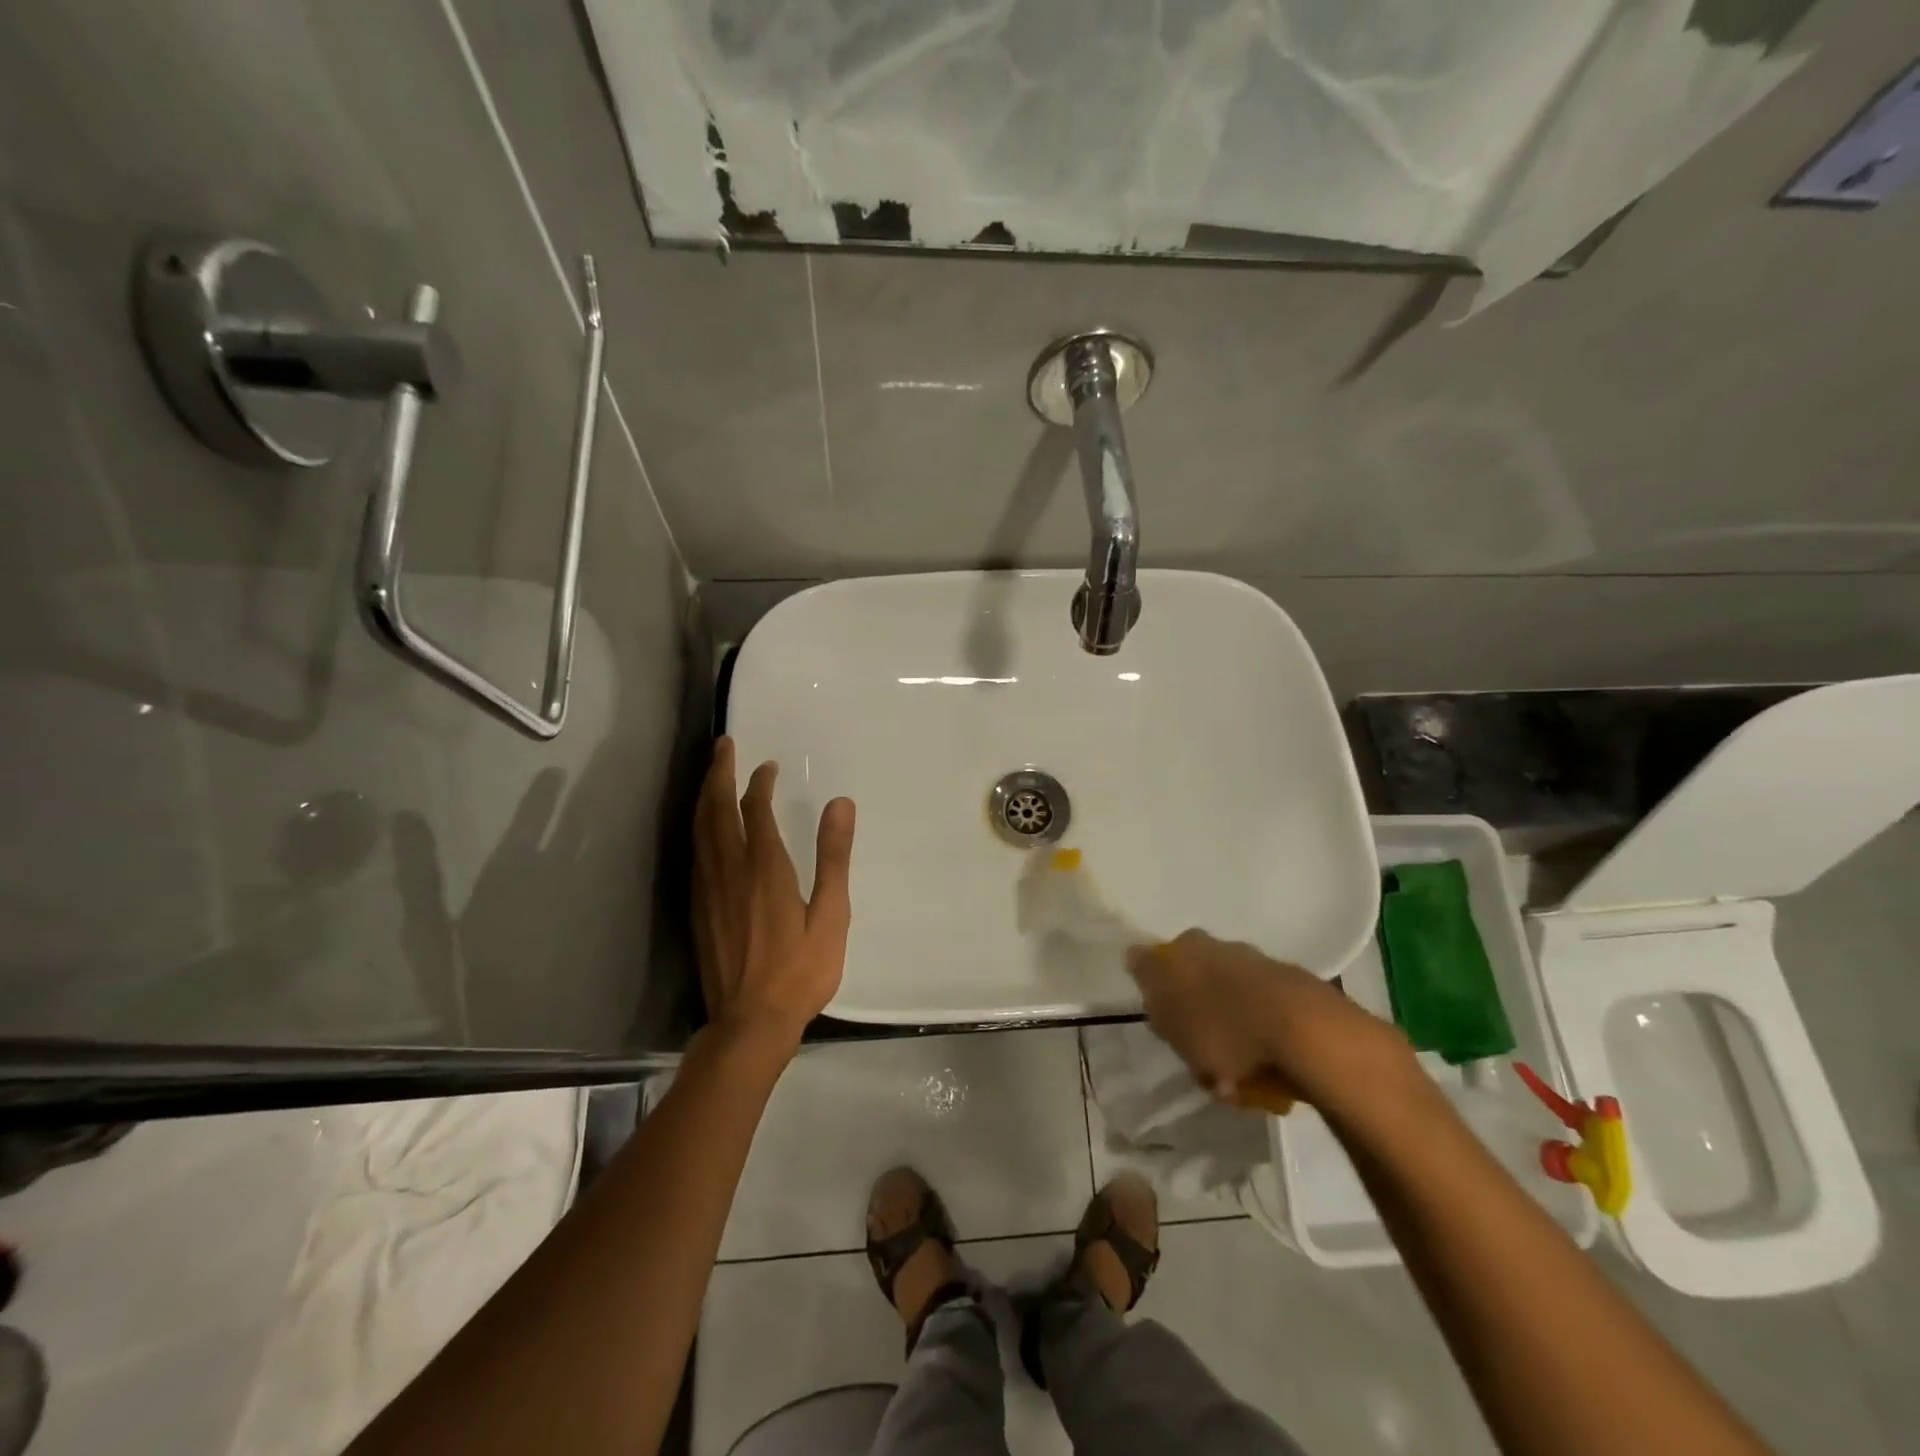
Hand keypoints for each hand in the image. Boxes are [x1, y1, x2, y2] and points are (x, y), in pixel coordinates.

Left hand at [693, 737, 855, 1050]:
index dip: (758, 782)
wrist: (750, 1022)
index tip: (767, 765)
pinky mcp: (697, 908)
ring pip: (699, 829)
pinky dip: (698, 826)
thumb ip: (834, 857)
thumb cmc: (800, 970)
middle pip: (716, 809)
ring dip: (704, 795)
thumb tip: (840, 803)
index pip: (754, 810)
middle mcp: (729, 870)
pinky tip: (703, 827)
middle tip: (724, 745)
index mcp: (764, 868)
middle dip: (718, 773)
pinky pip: (694, 852)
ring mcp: (708, 889)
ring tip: (711, 773)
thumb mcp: (831, 915)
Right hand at [1126, 930, 1413, 1111]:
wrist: (1304, 1030)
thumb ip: (1150, 986)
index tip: (1167, 1029)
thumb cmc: (1222, 1025)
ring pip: (1231, 1001)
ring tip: (1237, 1077)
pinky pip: (1263, 1017)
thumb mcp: (1169, 1015)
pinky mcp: (1293, 989)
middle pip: (1196, 983)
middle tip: (1200, 1058)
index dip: (1158, 997)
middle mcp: (1220, 946)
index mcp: (1185, 946)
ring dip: (1230, 1033)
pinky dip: (1260, 1039)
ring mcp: (1259, 965)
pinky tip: (1265, 1070)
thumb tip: (1135, 957)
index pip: (1156, 964)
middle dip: (1197, 1017)